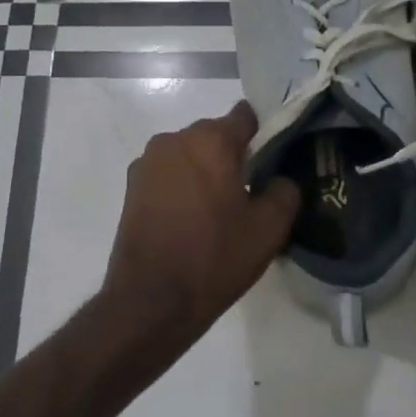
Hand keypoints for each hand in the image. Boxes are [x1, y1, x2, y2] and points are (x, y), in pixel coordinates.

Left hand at [103, 102, 300, 348]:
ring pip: (189, 154)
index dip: (263, 133)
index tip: (273, 159)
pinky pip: (168, 174)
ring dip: (204, 171)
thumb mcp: (269, 229)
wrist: (150, 301)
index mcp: (211, 140)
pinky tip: (189, 220)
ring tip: (216, 211)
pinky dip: (181, 186)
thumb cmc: (214, 258)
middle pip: (215, 135)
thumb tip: (279, 179)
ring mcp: (148, 161)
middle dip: (232, 156)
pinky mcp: (131, 185)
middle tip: (248, 192)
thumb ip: (285, 191)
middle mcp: (175, 139)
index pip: (246, 115)